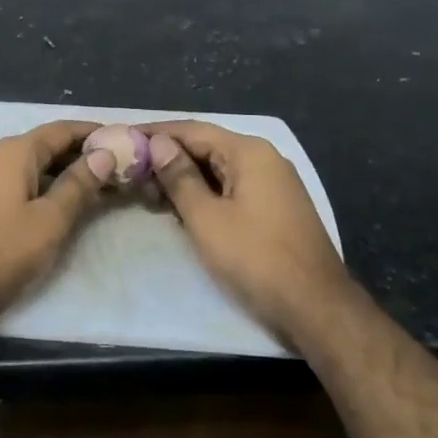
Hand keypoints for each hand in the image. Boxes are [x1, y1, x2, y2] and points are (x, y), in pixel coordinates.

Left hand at [0, 120, 113, 336]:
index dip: (93, 133)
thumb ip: (78, 184)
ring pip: (32, 165)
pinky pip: (18, 182)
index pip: (62, 130)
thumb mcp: (50, 219)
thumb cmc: (3, 251)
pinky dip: (44, 186)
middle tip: (117, 168)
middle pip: (46, 145)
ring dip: (64, 172)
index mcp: (14, 151)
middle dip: (81, 155)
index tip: (123, 139)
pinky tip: (62, 204)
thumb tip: (103, 154)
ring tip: (98, 187)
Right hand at [143, 121, 362, 347]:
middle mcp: (263, 158)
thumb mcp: (206, 218)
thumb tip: (158, 143)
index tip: (121, 138)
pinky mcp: (274, 207)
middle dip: (166, 158)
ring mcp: (272, 183)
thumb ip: (179, 177)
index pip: (192, 130)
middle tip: (129, 174)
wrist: (316, 307)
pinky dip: (203, 194)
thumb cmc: (255, 259)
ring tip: (146, 194)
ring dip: (182, 179)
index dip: (155, 133)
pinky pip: (231, 187)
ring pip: (217, 169)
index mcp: (248, 152)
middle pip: (205, 147)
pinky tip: (179, 209)